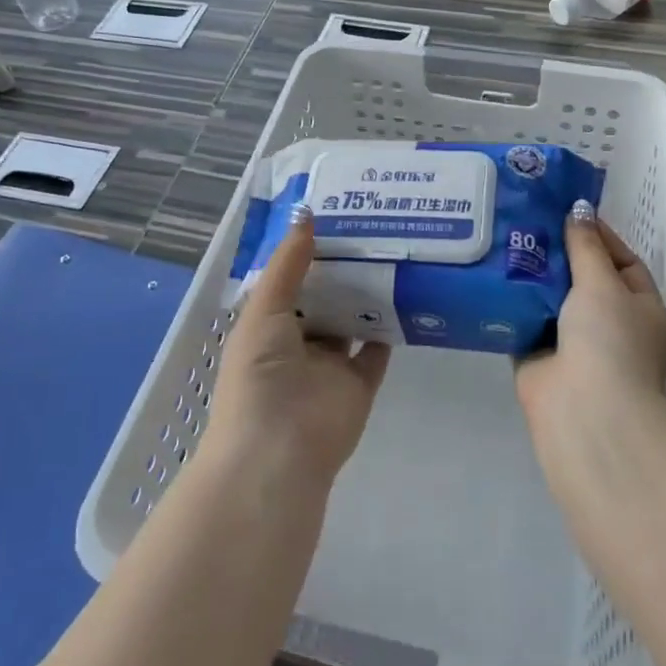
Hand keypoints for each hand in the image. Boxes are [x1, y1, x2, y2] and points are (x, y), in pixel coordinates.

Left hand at [203, 206, 390, 490]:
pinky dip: (389, 329)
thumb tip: (306, 215)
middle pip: (323, 300)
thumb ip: (287, 265)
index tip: (332, 218)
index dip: (306, 253)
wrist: (279, 451)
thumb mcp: (264, 310)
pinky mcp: (359, 385)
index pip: (290, 283)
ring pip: (351, 323)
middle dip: (341, 271)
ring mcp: (330, 367)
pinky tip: (406, 294)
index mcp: (267, 327)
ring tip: (392, 252)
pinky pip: (377, 351)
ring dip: (366, 295)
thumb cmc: (259, 375)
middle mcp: (298, 345)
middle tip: (371, 228)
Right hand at [516, 200, 665, 421]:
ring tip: (503, 237)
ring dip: (531, 276)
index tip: (567, 211)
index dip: (598, 236)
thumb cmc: (608, 340)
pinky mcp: (538, 358)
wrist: (584, 410)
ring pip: (551, 300)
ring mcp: (574, 344)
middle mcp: (610, 326)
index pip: (623, 262)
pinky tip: (490, 274)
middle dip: (558, 254)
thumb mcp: (603, 284)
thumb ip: (586, 247)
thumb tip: (578, 210)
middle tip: (527, 219)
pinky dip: (511, 303)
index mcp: (641, 309)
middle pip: (583, 279)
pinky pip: (524, 321)